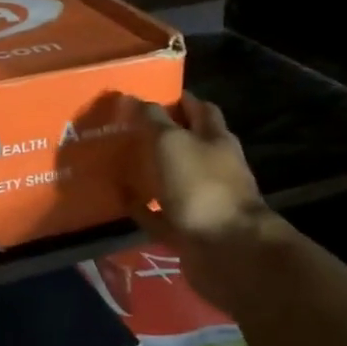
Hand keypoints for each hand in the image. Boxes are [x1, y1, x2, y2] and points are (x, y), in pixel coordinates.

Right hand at [121, 92, 276, 308]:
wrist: (227, 251)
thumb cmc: (201, 187)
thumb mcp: (172, 143)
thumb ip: (152, 120)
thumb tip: (132, 98)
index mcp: (216, 140)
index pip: (200, 110)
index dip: (180, 100)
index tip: (151, 94)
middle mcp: (213, 167)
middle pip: (187, 145)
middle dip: (162, 136)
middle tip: (127, 129)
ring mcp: (203, 201)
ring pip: (173, 180)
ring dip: (151, 173)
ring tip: (119, 163)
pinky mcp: (189, 231)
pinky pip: (161, 215)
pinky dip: (144, 208)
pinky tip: (122, 201)